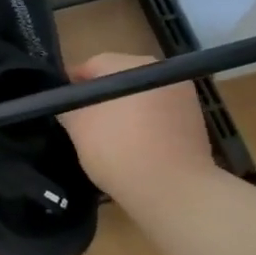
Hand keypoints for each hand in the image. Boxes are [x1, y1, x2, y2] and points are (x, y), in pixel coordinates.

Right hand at [56, 53, 215, 203]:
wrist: (172, 190)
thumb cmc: (119, 149)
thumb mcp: (78, 126)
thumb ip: (66, 106)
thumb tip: (66, 102)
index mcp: (132, 64)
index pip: (93, 65)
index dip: (72, 84)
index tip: (60, 105)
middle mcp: (162, 71)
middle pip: (119, 79)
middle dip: (100, 97)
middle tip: (82, 123)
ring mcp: (183, 95)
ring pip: (140, 98)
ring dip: (123, 112)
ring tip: (107, 139)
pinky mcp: (194, 121)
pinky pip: (158, 116)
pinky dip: (144, 126)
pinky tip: (133, 148)